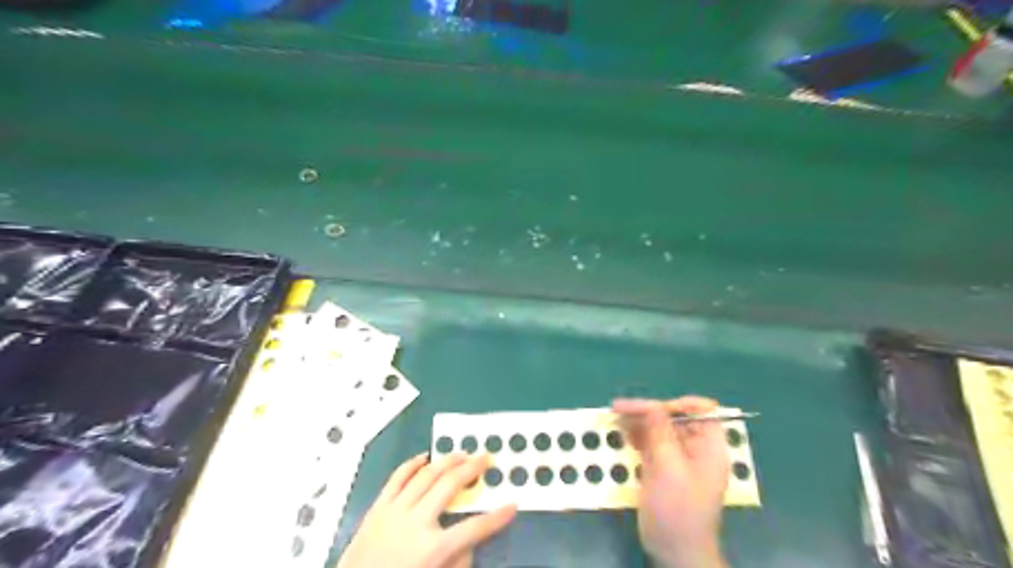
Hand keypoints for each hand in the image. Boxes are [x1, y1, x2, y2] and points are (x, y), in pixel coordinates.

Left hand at [337, 452, 517, 567]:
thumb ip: (456, 562)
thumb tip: (469, 542)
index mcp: (432, 549)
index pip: (474, 529)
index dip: (497, 517)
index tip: (512, 505)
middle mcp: (416, 523)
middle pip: (450, 487)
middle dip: (472, 470)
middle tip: (486, 458)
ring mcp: (394, 511)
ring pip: (426, 475)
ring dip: (447, 461)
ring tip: (462, 453)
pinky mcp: (377, 507)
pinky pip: (397, 477)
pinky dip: (413, 464)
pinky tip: (425, 457)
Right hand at [609, 397, 728, 567]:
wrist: (674, 550)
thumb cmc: (678, 509)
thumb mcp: (670, 468)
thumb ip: (661, 433)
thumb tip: (651, 404)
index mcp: (709, 446)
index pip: (701, 411)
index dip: (678, 405)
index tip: (653, 409)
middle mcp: (695, 448)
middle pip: (674, 417)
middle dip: (649, 411)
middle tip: (620, 409)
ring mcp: (677, 458)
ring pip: (658, 428)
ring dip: (638, 421)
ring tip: (614, 416)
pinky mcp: (661, 467)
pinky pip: (650, 443)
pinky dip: (636, 435)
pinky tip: (621, 432)